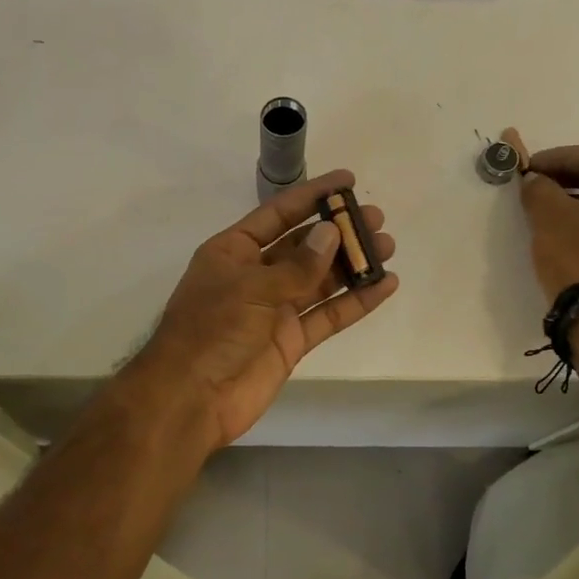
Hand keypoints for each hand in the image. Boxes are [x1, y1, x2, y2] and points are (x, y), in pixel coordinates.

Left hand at [133, 169, 398, 451]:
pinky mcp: (292, 341)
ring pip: (320, 279)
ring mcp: (275, 309)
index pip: (278, 214)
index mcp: (233, 251)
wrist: (192, 398)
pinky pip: (328, 315)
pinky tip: (384, 285)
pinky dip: (355, 302)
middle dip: (339, 230)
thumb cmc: (211, 330)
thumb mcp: (251, 288)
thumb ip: (296, 266)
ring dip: (352, 264)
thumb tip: (330, 233)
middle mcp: (256, 275)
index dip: (312, 195)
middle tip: (376, 219)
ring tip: (387, 246)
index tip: (348, 181)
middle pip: (304, 245)